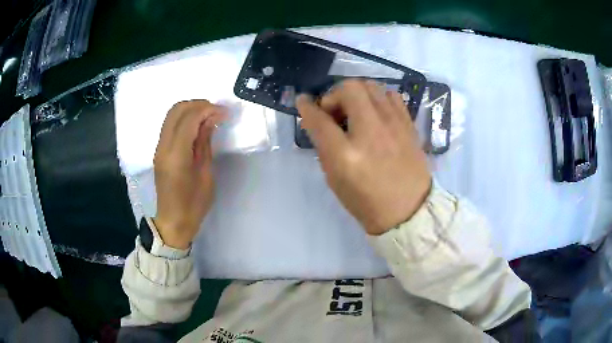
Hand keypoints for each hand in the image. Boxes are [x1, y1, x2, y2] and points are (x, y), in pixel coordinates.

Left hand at [153, 100, 226, 248]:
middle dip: (198, 104)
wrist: (173, 221)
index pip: (189, 118)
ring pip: (171, 115)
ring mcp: (159, 148)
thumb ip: (205, 144)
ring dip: (190, 109)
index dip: (207, 110)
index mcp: (176, 155)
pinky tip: (197, 127)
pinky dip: (184, 119)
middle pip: (176, 110)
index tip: (224, 113)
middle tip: (216, 112)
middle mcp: (163, 147)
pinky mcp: (159, 151)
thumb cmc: (193, 204)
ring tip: (208, 117)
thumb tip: (210, 120)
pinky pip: (170, 125)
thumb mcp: (205, 175)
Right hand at [296, 80, 431, 235]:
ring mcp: (393, 125)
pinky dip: (378, 98)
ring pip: (371, 86)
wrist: (408, 211)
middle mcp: (371, 132)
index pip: (319, 119)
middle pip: (349, 89)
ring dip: (356, 94)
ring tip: (355, 111)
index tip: (303, 101)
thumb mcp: (335, 179)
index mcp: (346, 154)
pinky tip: (376, 113)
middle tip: (334, 112)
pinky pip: (391, 95)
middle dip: (334, 95)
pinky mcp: (408, 124)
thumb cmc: (367, 201)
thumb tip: (318, 120)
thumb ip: (324, 146)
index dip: (307, 107)